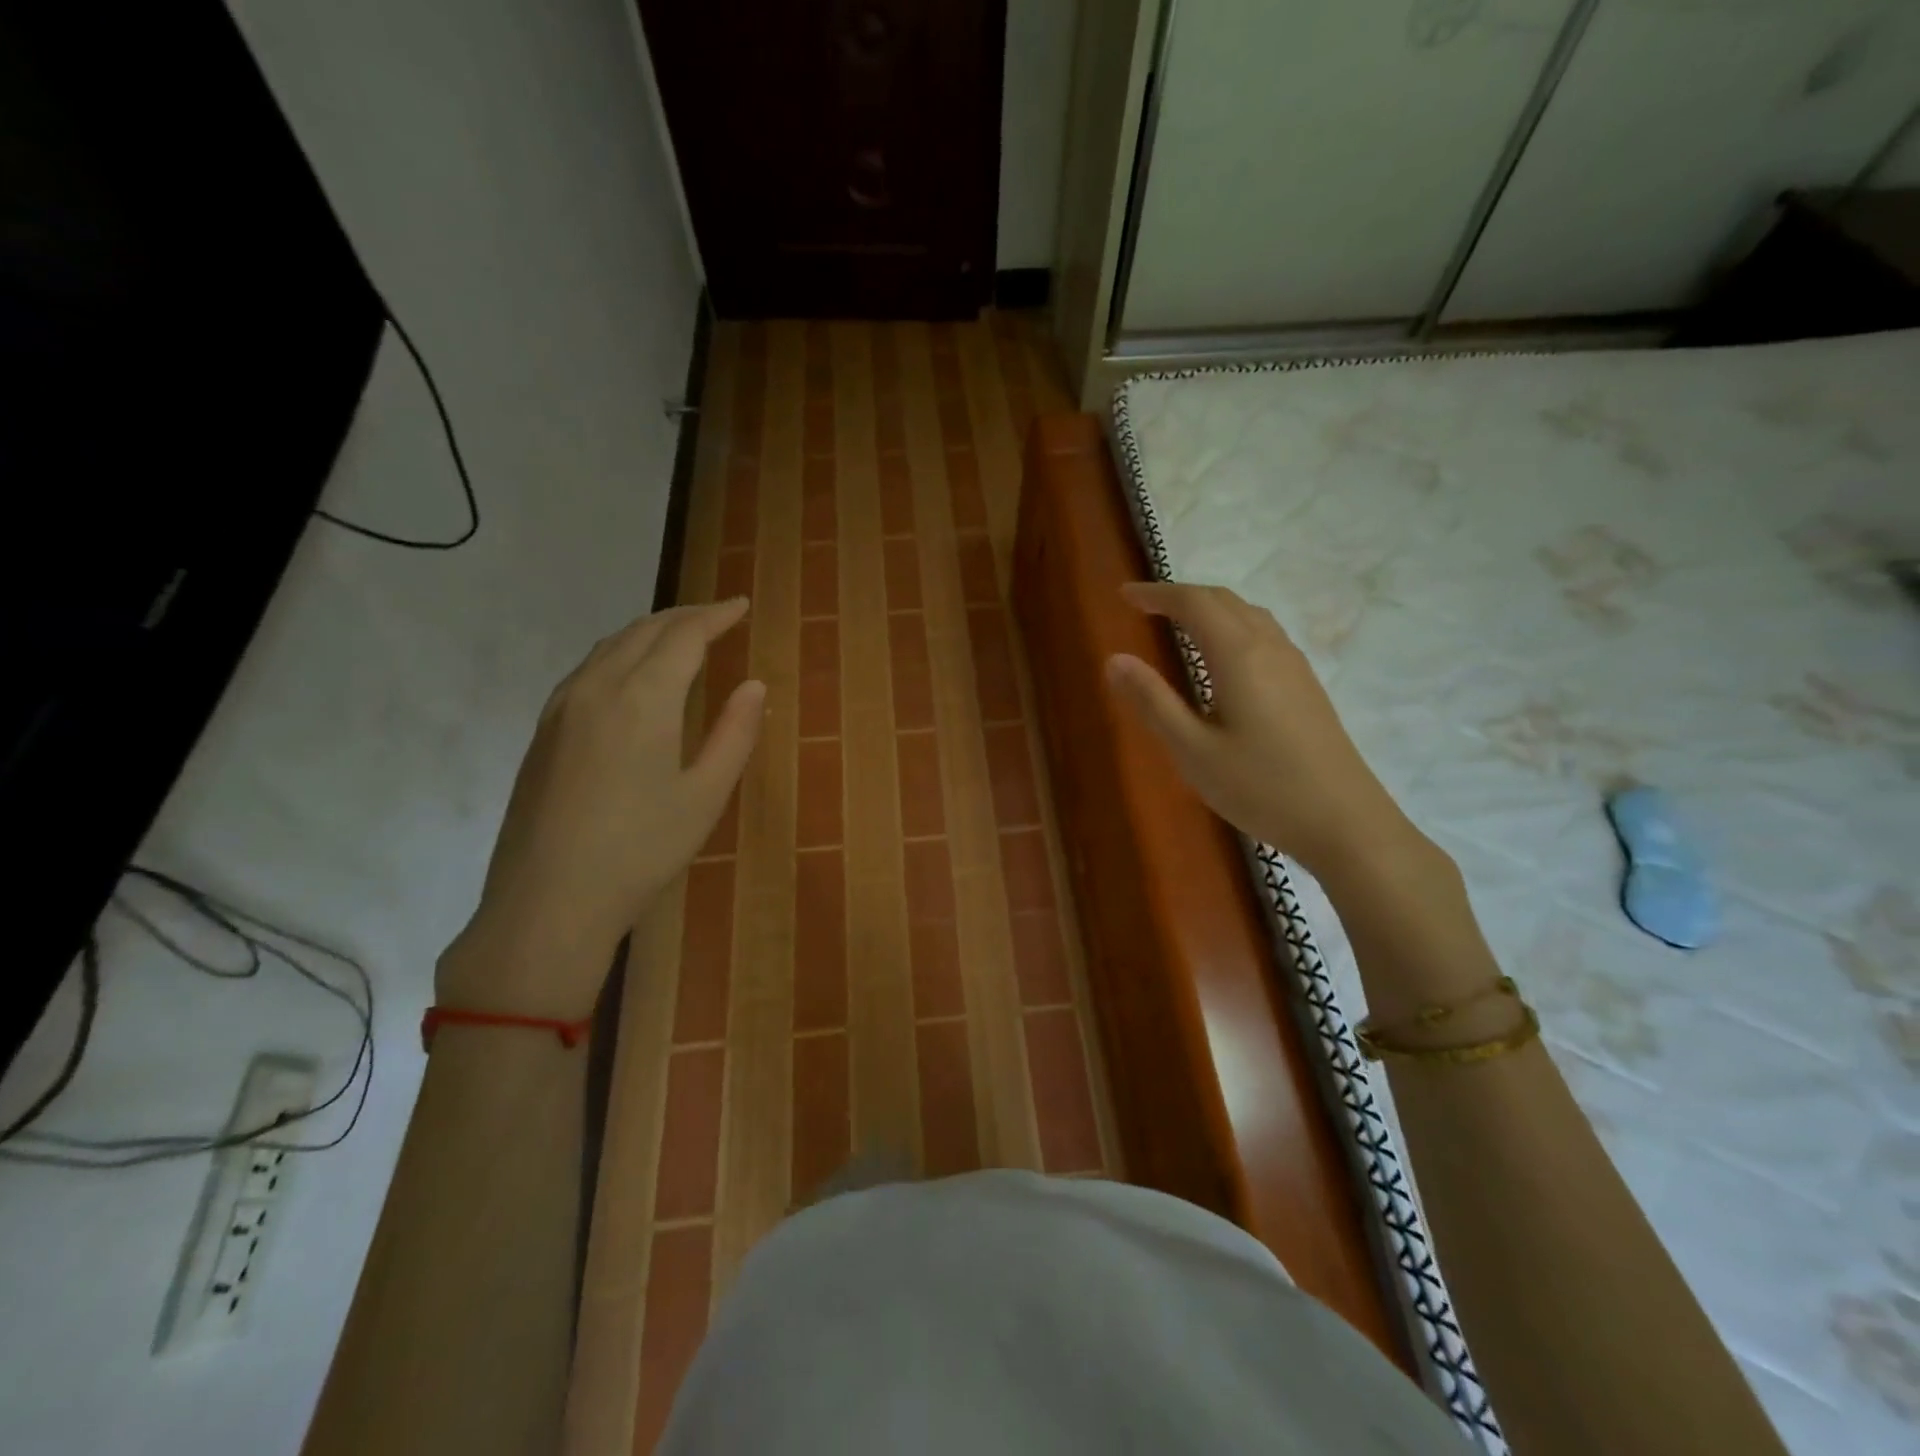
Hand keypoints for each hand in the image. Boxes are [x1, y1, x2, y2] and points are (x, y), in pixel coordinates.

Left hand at [438, 600, 764, 1020]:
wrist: (547, 903)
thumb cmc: (641, 851)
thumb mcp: (705, 796)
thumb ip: (735, 734)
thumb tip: (754, 686)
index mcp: (643, 699)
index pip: (684, 635)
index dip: (715, 615)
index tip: (742, 606)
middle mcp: (597, 688)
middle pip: (644, 630)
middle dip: (685, 616)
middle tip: (718, 616)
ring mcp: (562, 708)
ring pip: (610, 646)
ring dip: (650, 631)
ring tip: (681, 637)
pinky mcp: (544, 732)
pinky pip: (588, 669)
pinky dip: (622, 654)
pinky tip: (632, 676)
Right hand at [1105, 581, 1418, 878]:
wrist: (1345, 822)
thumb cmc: (1260, 787)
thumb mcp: (1193, 750)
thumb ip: (1153, 702)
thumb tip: (1115, 660)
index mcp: (1239, 655)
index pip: (1193, 603)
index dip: (1156, 593)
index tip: (1124, 595)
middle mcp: (1269, 648)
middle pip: (1224, 600)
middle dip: (1181, 596)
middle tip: (1145, 607)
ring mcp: (1294, 666)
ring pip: (1248, 615)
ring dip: (1210, 609)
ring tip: (1179, 625)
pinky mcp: (1306, 686)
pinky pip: (1263, 635)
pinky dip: (1232, 627)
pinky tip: (1223, 659)